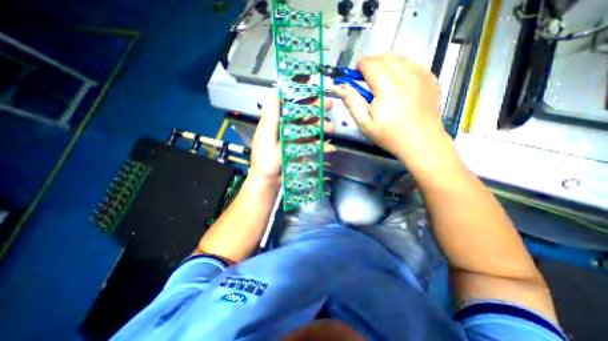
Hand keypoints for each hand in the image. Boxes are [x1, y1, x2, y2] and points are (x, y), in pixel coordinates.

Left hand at [247, 95, 336, 186]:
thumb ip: (271, 118)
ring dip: (322, 126)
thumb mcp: (266, 138)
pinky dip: (322, 145)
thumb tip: (274, 92)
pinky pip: (313, 143)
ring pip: (311, 127)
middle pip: (303, 113)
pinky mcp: (302, 148)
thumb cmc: (265, 159)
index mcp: (277, 121)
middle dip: (316, 108)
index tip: (312, 84)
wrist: (269, 180)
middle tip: (329, 105)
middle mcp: (288, 126)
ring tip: (331, 128)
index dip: (300, 92)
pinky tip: (329, 148)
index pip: (289, 102)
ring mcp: (296, 137)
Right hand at [334, 55, 452, 171]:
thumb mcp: (365, 123)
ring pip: (400, 57)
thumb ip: (352, 102)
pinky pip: (412, 63)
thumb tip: (339, 87)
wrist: (422, 142)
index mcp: (387, 87)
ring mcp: (422, 75)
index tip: (355, 76)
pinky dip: (401, 67)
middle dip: (372, 64)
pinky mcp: (431, 78)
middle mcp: (406, 75)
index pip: (370, 64)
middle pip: (385, 56)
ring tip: (382, 81)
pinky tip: (398, 83)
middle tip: (367, 80)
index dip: (360, 66)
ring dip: (386, 64)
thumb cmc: (390, 135)